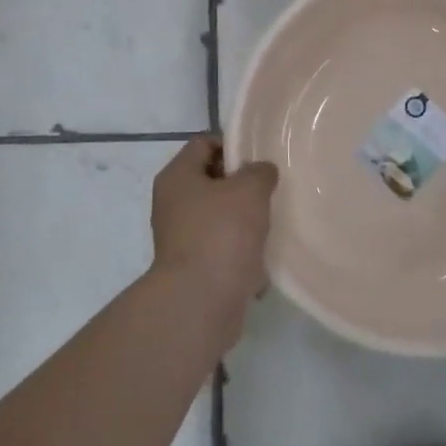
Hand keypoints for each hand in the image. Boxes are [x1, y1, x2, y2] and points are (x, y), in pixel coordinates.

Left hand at [150, 137, 278, 330]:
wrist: (201, 302)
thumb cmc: (221, 234)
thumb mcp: (249, 190)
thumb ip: (259, 172)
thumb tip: (260, 172)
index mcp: (177, 177)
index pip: (203, 143)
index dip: (233, 144)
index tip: (261, 157)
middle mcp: (173, 204)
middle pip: (211, 180)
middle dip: (242, 184)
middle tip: (272, 188)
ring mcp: (181, 237)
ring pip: (219, 216)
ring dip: (245, 219)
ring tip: (273, 221)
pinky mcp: (194, 267)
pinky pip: (222, 248)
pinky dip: (241, 250)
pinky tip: (263, 255)